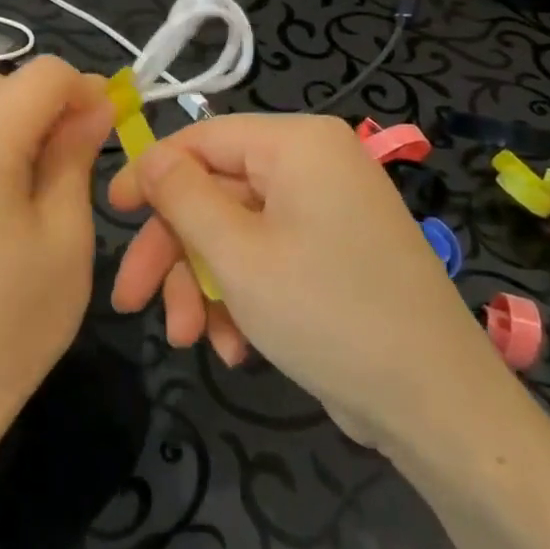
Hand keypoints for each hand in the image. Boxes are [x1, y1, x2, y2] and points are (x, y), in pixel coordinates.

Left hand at [0, 56, 114, 443]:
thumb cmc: (19, 315)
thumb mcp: (66, 232)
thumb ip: (76, 153)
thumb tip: (96, 102)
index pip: (42, 75)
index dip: (83, 89)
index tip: (107, 124)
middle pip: (7, 78)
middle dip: (50, 98)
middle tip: (80, 147)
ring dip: (19, 110)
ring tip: (45, 162)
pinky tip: (9, 174)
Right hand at [108, 114, 503, 446]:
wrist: (437, 409)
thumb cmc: (327, 313)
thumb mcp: (236, 254)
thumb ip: (182, 196)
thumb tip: (149, 154)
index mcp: (297, 144)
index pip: (202, 139)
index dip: (152, 174)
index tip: (112, 213)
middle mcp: (313, 166)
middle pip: (215, 193)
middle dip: (174, 252)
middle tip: (133, 300)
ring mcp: (325, 212)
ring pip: (235, 233)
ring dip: (203, 284)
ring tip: (190, 339)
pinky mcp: (332, 255)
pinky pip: (267, 258)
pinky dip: (241, 297)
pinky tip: (234, 347)